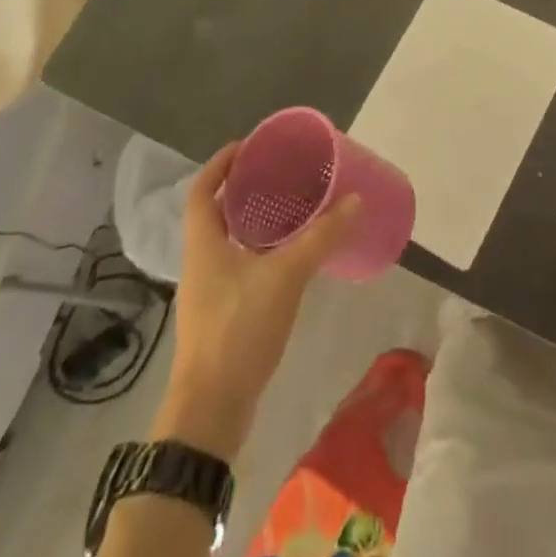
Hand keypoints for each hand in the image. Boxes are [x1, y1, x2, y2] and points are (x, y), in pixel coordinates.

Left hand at [155, 142, 359, 459]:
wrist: (212, 410)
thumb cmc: (238, 329)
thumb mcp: (285, 276)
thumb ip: (321, 237)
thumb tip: (354, 200)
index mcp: (204, 243)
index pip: (202, 189)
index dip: (220, 163)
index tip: (249, 146)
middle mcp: (201, 261)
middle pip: (217, 212)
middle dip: (245, 189)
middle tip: (282, 173)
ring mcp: (210, 290)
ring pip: (231, 241)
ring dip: (256, 221)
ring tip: (294, 207)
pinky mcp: (223, 314)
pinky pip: (242, 266)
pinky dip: (263, 251)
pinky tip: (293, 256)